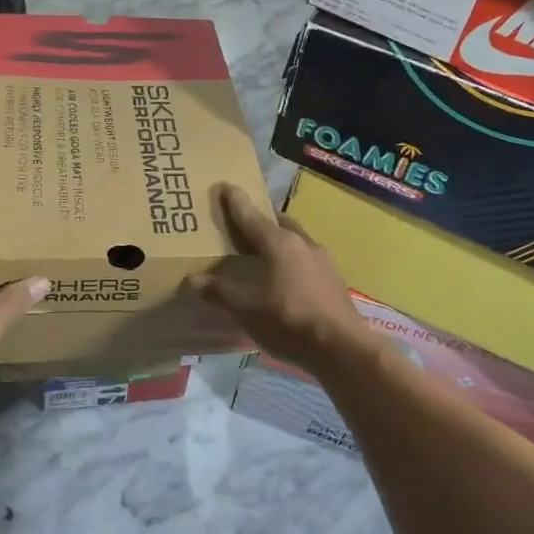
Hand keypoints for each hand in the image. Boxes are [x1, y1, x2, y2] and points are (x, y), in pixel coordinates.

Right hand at [187, 183, 370, 373]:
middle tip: (245, 224)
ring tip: (264, 253)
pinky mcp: (334, 280)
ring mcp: (323, 261)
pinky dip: (292, 262)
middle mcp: (303, 243)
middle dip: (262, 220)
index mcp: (279, 242)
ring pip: (296, 241)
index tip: (226, 186)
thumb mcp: (246, 307)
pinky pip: (306, 261)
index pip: (251, 216)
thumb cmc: (288, 318)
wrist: (340, 347)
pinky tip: (286, 279)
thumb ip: (219, 291)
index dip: (235, 202)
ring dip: (279, 242)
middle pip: (278, 223)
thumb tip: (193, 279)